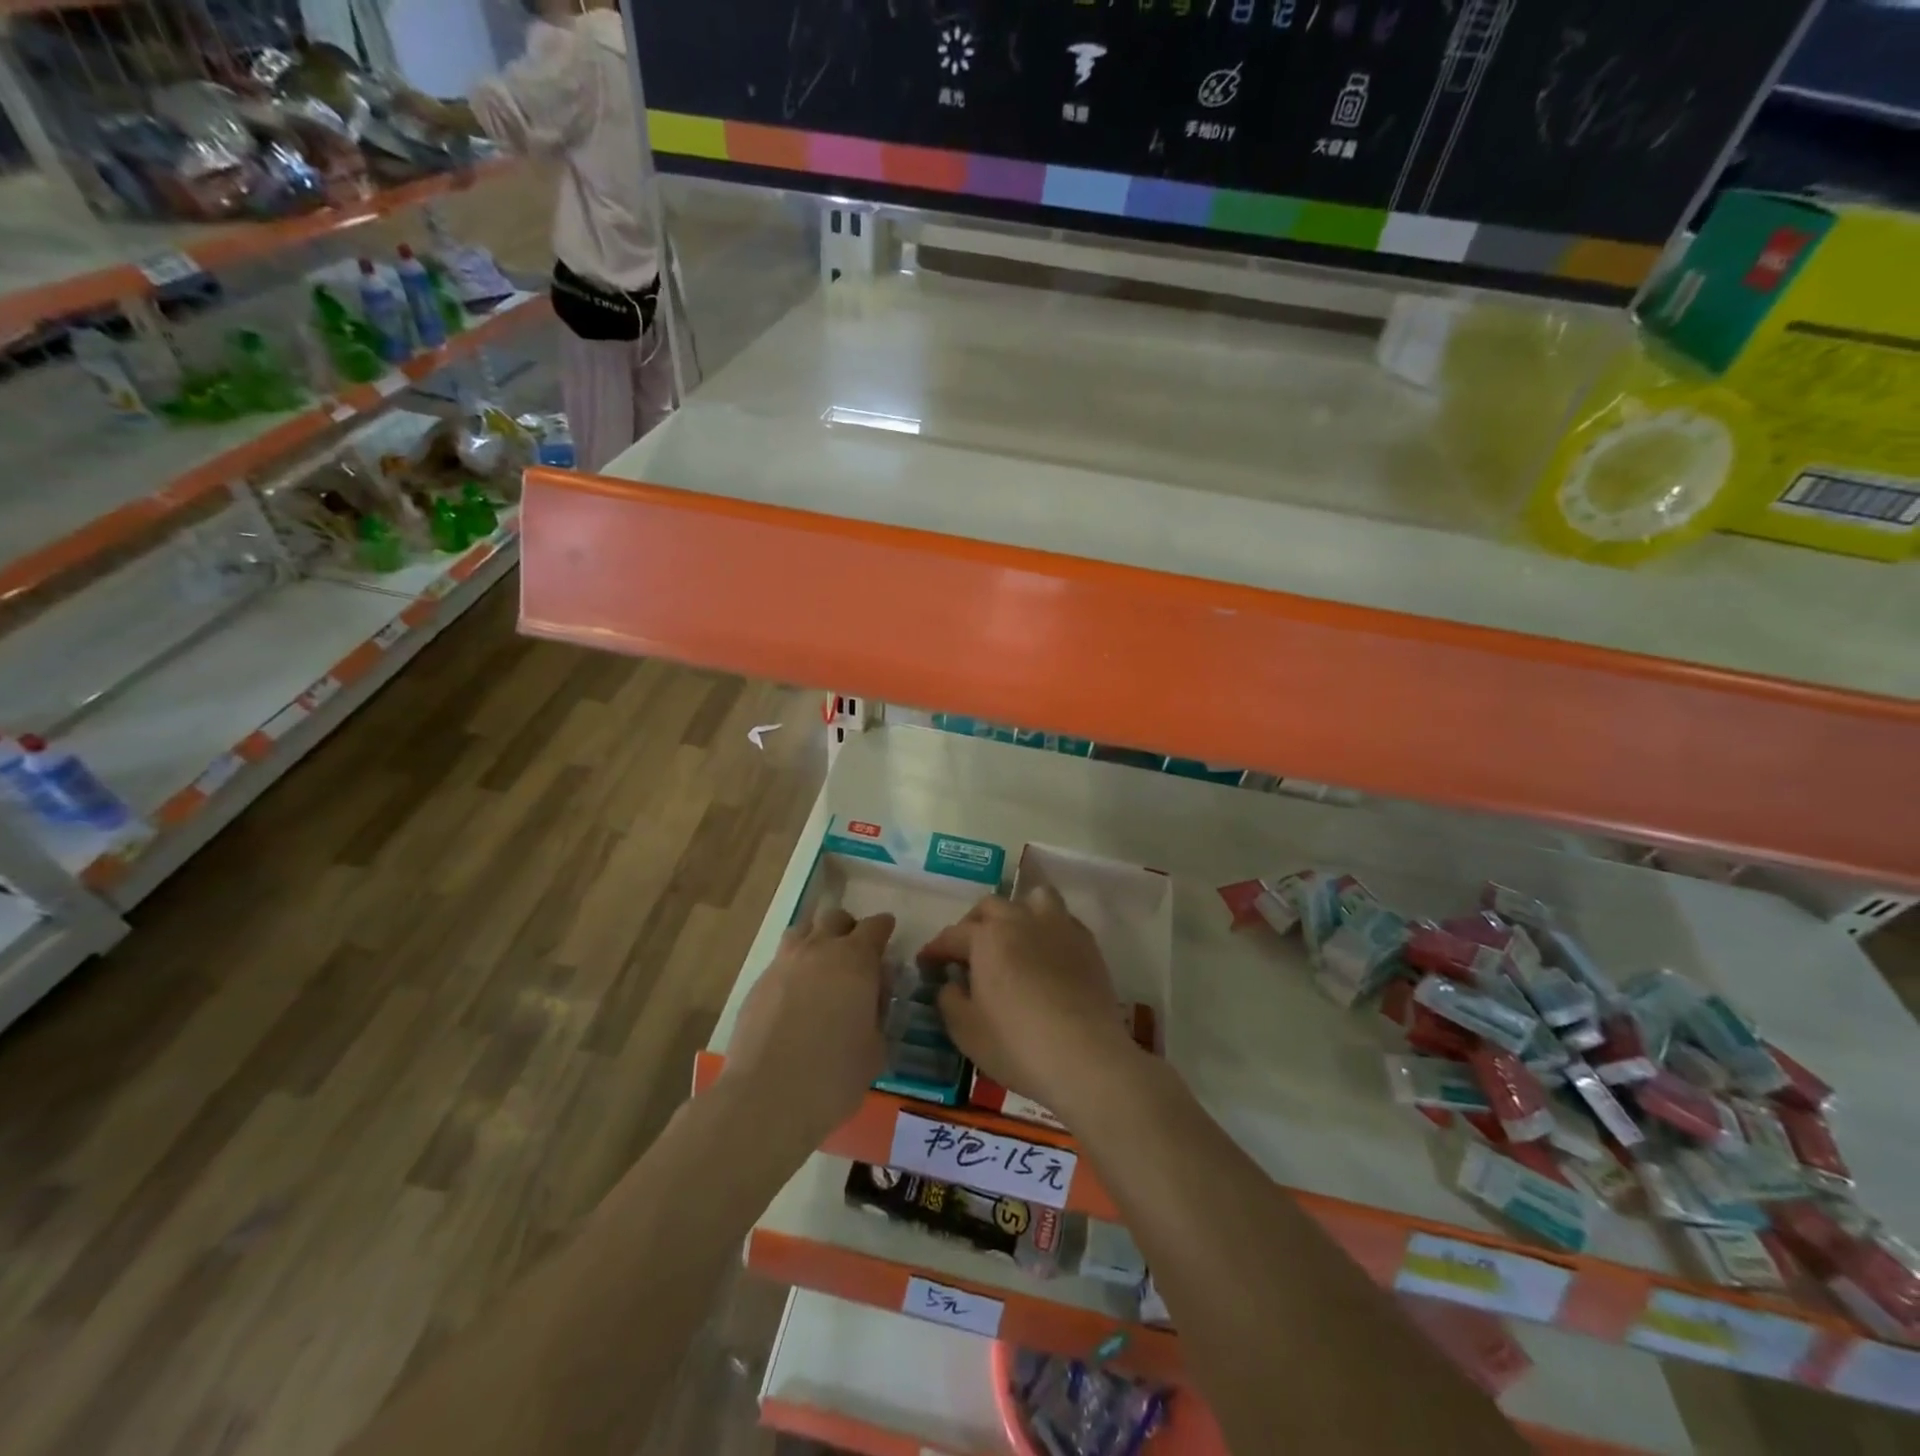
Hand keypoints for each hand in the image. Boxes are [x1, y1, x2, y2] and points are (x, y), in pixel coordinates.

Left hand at [721, 906, 894, 1146]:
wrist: (768, 1096)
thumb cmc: (835, 1075)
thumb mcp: (876, 1047)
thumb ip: (878, 1012)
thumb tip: (873, 996)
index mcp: (856, 960)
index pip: (875, 927)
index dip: (883, 929)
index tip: (887, 935)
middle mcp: (819, 950)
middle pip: (835, 918)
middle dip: (848, 929)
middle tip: (855, 953)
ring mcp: (783, 964)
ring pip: (802, 931)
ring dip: (816, 940)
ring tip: (821, 966)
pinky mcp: (757, 984)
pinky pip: (780, 961)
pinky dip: (793, 968)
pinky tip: (795, 996)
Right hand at [918, 887, 1136, 1122]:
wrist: (1086, 1056)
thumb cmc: (1016, 1044)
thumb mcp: (965, 1030)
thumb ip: (949, 999)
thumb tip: (950, 983)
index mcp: (986, 937)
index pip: (952, 935)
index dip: (935, 949)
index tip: (926, 963)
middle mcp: (1021, 920)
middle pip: (990, 907)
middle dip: (973, 924)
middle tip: (967, 952)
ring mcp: (1058, 927)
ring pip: (1033, 899)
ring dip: (1017, 912)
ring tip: (1013, 937)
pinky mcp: (1086, 943)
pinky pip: (1062, 920)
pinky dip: (1047, 929)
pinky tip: (1045, 954)